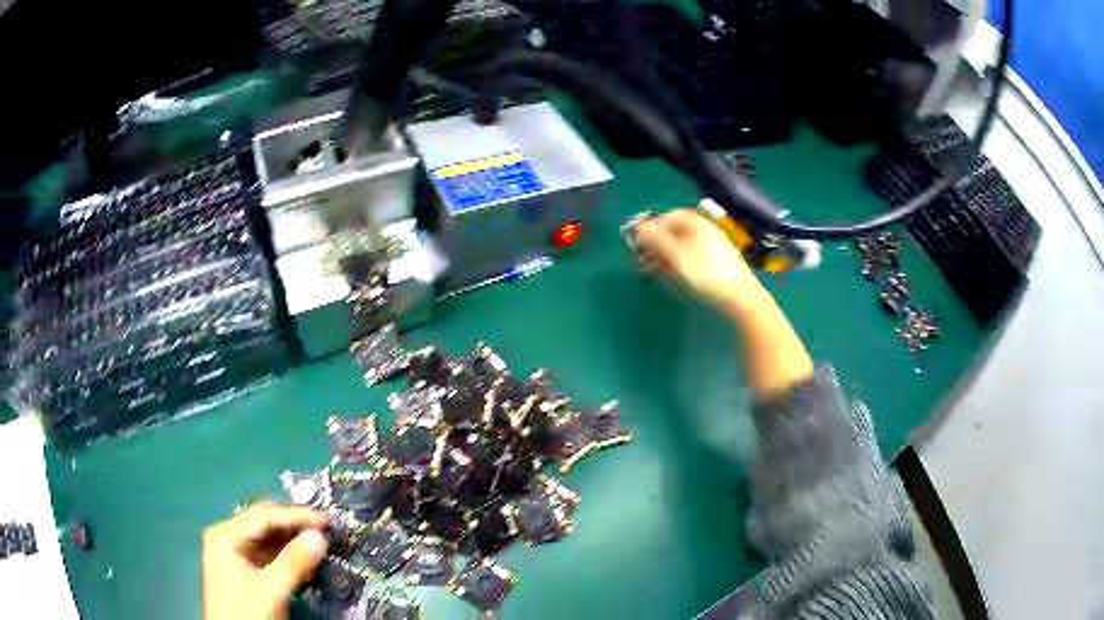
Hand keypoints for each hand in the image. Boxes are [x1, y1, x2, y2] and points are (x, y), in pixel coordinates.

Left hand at [203, 501, 328, 619]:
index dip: (296, 516)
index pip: (263, 515)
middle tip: (325, 532)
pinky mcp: (245, 571)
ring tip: (320, 546)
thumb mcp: (271, 590)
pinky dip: (288, 556)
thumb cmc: (247, 613)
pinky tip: (306, 562)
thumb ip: (294, 562)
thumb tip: (320, 536)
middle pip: (265, 523)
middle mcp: (228, 538)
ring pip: (269, 539)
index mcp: (226, 535)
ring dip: (294, 542)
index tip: (326, 521)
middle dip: (295, 526)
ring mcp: (235, 554)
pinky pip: (269, 555)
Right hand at [635, 209, 765, 315]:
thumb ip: (656, 240)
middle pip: (673, 231)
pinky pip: (690, 254)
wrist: (741, 297)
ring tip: (651, 270)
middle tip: (640, 260)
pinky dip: (677, 261)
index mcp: (695, 222)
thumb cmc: (706, 274)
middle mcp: (704, 228)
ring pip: (681, 244)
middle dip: (655, 244)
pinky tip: (671, 274)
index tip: (637, 245)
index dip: (650, 229)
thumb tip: (639, 228)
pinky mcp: (716, 260)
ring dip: (663, 254)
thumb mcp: (676, 256)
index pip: (666, 217)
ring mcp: (712, 244)